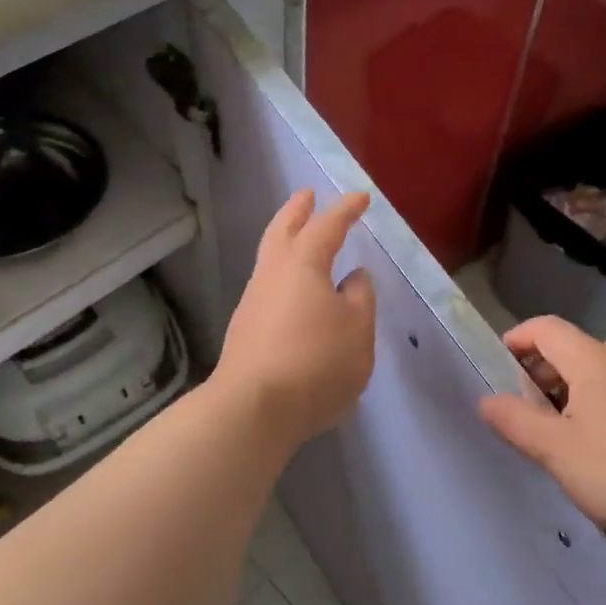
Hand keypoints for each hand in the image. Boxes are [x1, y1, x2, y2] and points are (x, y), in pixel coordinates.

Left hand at [213, 190, 376, 447]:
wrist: (254, 409)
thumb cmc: (316, 362)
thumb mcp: (357, 330)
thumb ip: (360, 298)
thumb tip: (353, 278)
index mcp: (302, 265)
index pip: (327, 226)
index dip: (345, 210)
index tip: (360, 198)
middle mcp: (271, 275)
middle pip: (282, 231)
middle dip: (297, 211)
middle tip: (307, 196)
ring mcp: (253, 303)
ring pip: (270, 260)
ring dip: (286, 242)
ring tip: (302, 242)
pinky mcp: (245, 331)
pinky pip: (268, 288)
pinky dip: (284, 277)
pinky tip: (295, 294)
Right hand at [480, 316, 605, 561]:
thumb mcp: (555, 451)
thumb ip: (516, 421)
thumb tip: (486, 400)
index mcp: (595, 361)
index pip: (547, 328)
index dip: (518, 338)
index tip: (500, 364)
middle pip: (578, 346)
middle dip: (547, 368)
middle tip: (531, 405)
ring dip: (581, 383)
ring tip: (571, 424)